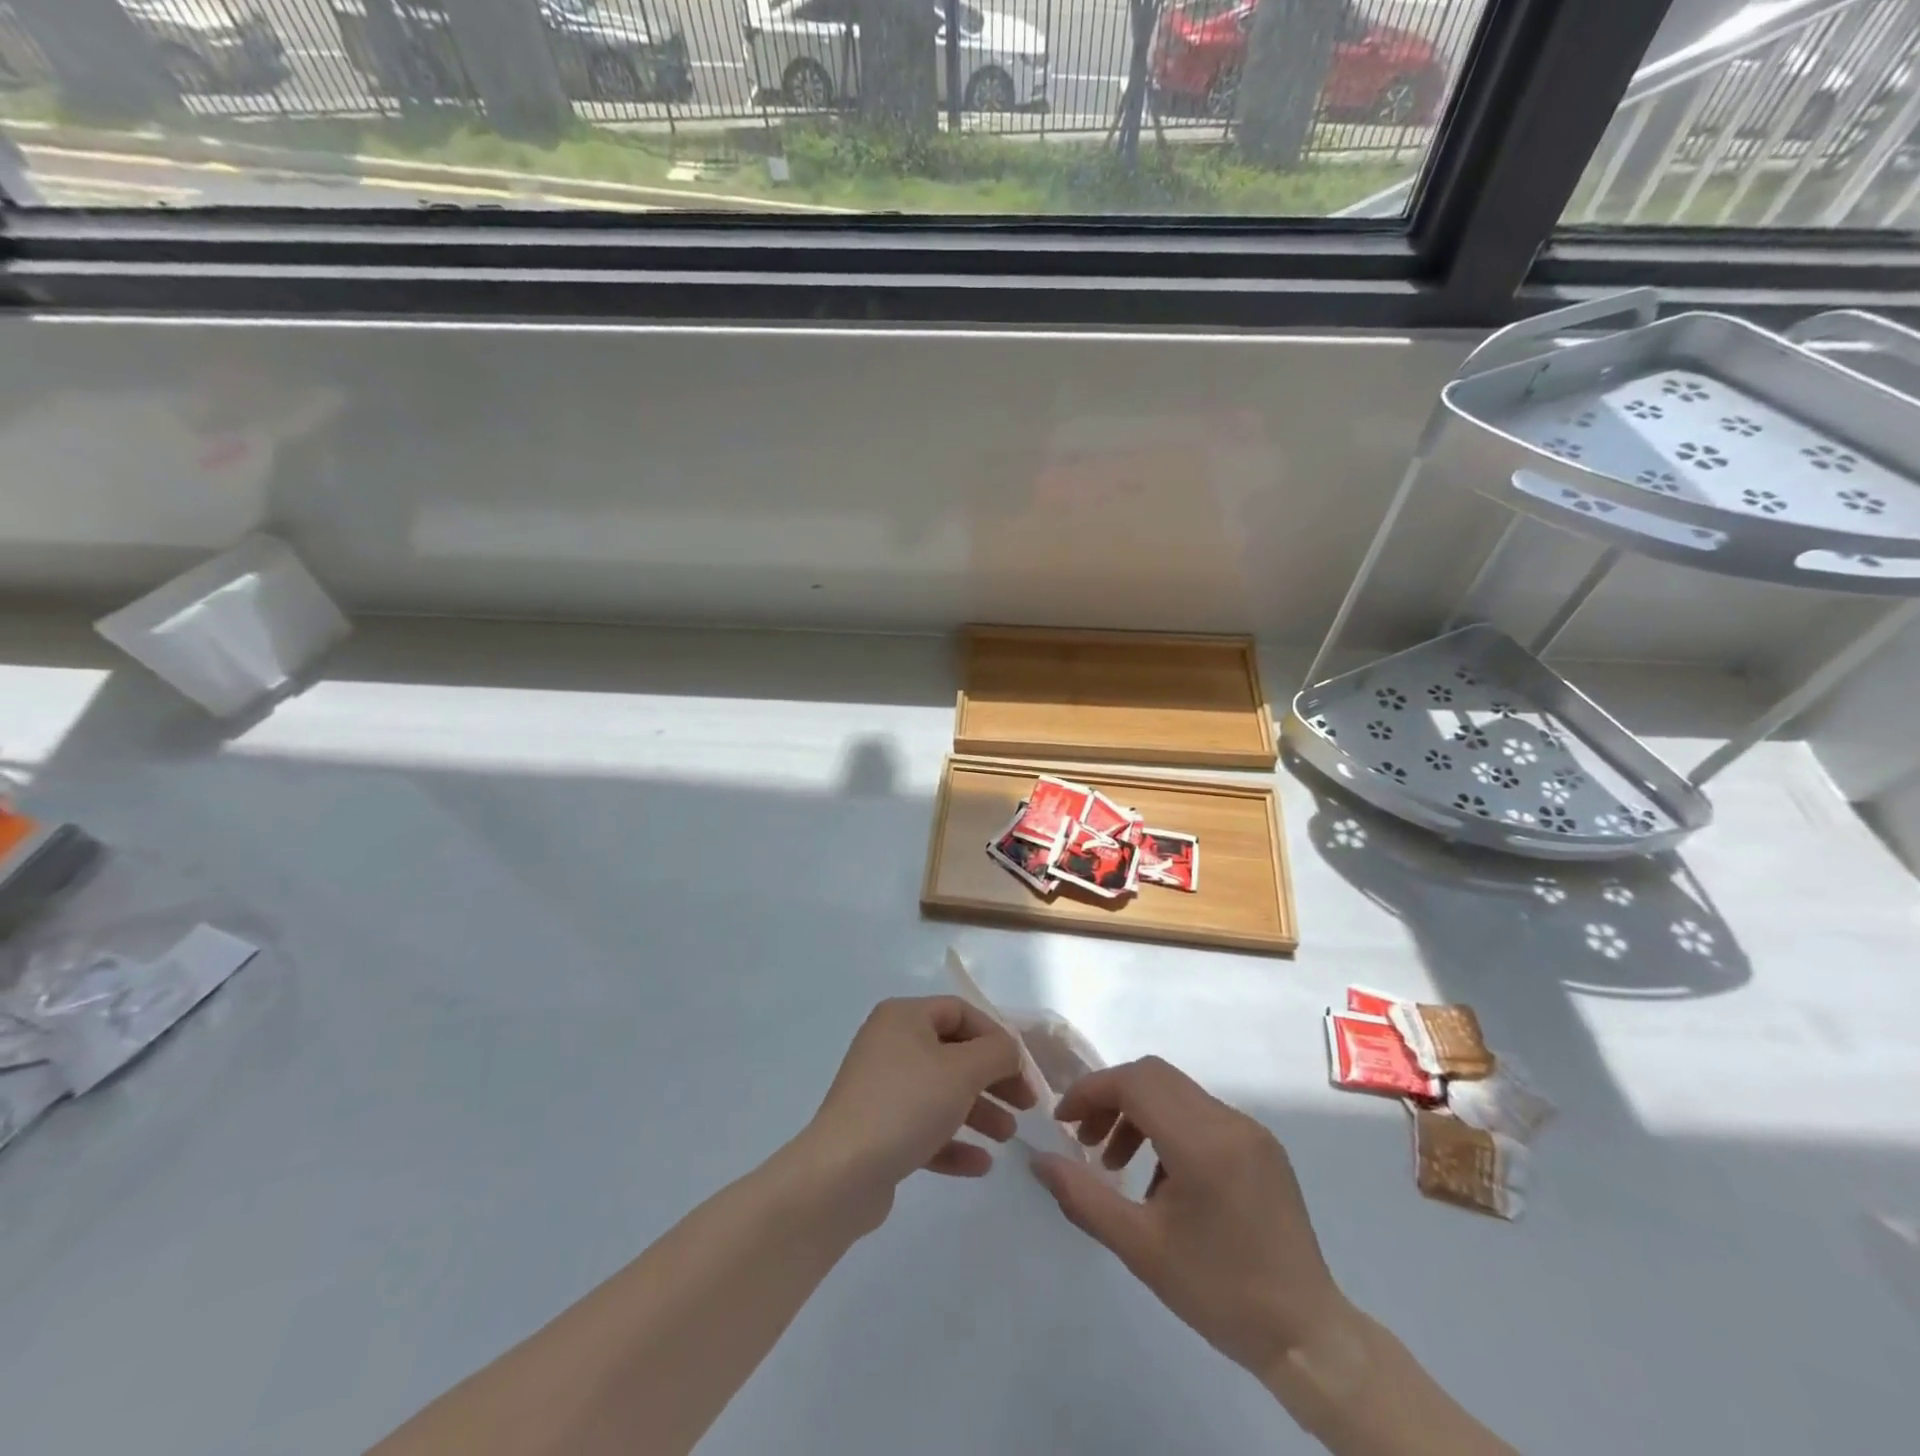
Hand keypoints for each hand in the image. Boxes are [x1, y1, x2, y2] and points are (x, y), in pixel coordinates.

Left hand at [802, 996, 1036, 1228]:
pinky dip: (953, 1141)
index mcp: (904, 1018)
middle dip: (993, 1079)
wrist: (841, 1174)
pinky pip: (924, 1128)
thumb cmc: (906, 1105)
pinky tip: (981, 1165)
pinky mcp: (878, 1131)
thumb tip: (1009, 1050)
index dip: (997, 1037)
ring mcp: (881, 1089)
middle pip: (954, 1053)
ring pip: (941, 1092)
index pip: (961, 1012)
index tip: (1023, 1070)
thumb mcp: (963, 1070)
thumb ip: (997, 1053)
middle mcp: (890, 1045)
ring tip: (1008, 1137)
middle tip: (1026, 1105)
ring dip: (979, 1112)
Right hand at [1029, 1057, 1351, 1383]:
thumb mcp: (1140, 1249)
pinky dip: (1168, 1126)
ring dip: (1138, 1111)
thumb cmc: (1219, 1293)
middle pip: (1154, 1076)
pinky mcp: (1262, 1145)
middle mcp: (1229, 1121)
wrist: (1307, 1336)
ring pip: (1177, 1092)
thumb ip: (1084, 1197)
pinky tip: (1158, 1178)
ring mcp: (1250, 1130)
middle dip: (1111, 1097)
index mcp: (1202, 1143)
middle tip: (1084, 1139)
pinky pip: (1201, 1114)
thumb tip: (1039, 1161)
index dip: (1091, 1091)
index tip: (1063, 1121)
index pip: (1134, 1083)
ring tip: (1115, 1163)